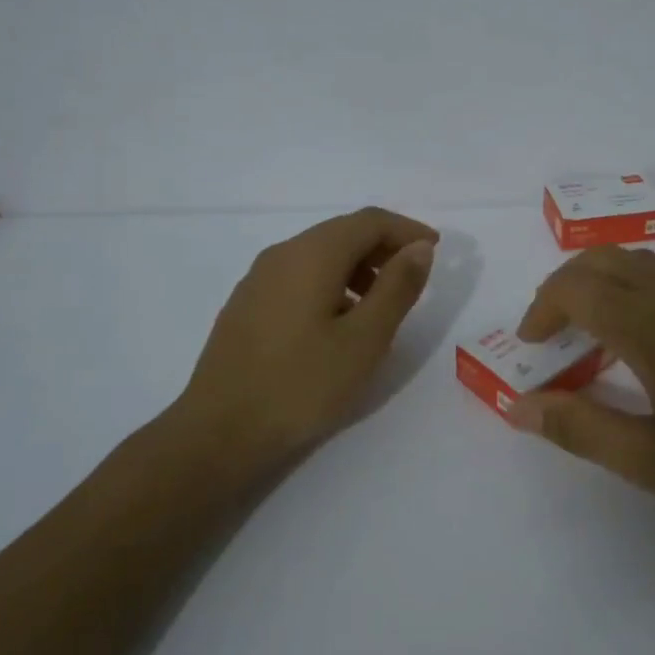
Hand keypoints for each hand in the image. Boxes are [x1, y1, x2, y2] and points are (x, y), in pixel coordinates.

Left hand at [177, 207, 438, 456]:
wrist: (218, 433)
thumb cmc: (301, 385)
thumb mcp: (365, 339)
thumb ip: (397, 287)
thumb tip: (419, 248)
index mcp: (312, 254)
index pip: (369, 221)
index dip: (407, 230)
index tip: (436, 250)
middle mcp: (282, 254)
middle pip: (343, 233)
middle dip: (384, 248)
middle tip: (414, 278)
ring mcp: (258, 279)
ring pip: (320, 255)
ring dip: (358, 267)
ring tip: (382, 306)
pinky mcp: (247, 305)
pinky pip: (299, 277)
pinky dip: (332, 283)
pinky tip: (339, 323)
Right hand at [509, 247, 654, 537]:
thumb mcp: (653, 463)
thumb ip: (579, 428)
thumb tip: (518, 406)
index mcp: (650, 324)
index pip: (573, 287)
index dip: (541, 309)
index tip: (533, 346)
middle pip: (603, 259)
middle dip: (566, 287)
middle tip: (557, 335)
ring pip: (643, 263)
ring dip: (607, 286)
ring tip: (604, 339)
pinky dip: (647, 291)